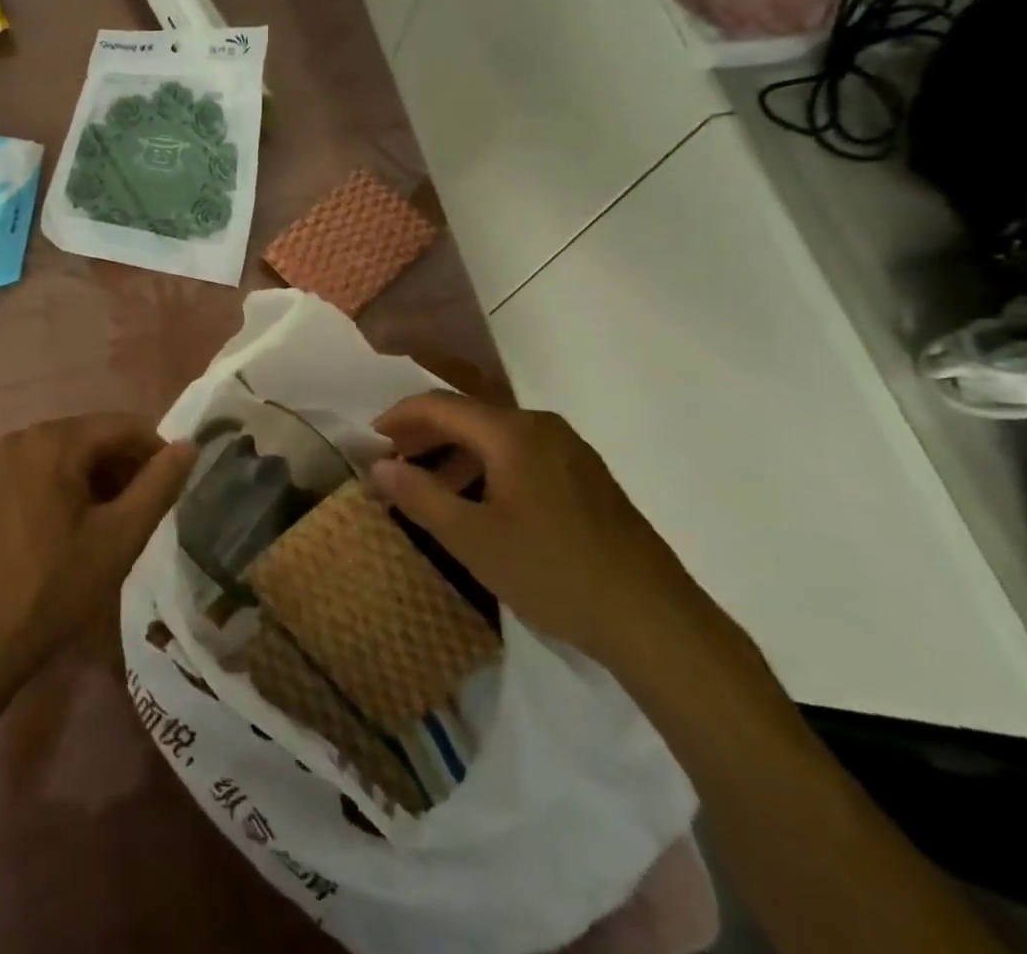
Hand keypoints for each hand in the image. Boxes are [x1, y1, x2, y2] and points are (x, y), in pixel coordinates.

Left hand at [0, 414, 195, 679]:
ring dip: (100, 479)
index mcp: (55, 441)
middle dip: (126, 467)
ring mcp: (0, 461)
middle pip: (94, 436)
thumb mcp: (120, 538)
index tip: (174, 488)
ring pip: (69, 454)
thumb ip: (159, 486)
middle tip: (145, 512)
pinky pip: (42, 470)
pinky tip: (76, 529)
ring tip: (115, 524)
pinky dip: (69, 487)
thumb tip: (189, 446)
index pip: (124, 426)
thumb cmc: (52, 588)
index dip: (156, 452)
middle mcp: (24, 437)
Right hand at [370, 392, 714, 675]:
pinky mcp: (588, 478)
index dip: (399, 417)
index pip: (441, 405)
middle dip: (426, 435)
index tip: (370, 438)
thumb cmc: (554, 573)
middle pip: (470, 416)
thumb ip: (421, 496)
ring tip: (431, 488)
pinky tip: (481, 504)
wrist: (656, 621)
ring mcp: (571, 451)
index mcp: (513, 432)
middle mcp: (542, 427)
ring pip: (497, 437)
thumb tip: (379, 466)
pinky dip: (488, 468)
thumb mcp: (473, 540)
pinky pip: (523, 455)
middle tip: (393, 463)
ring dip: (456, 455)